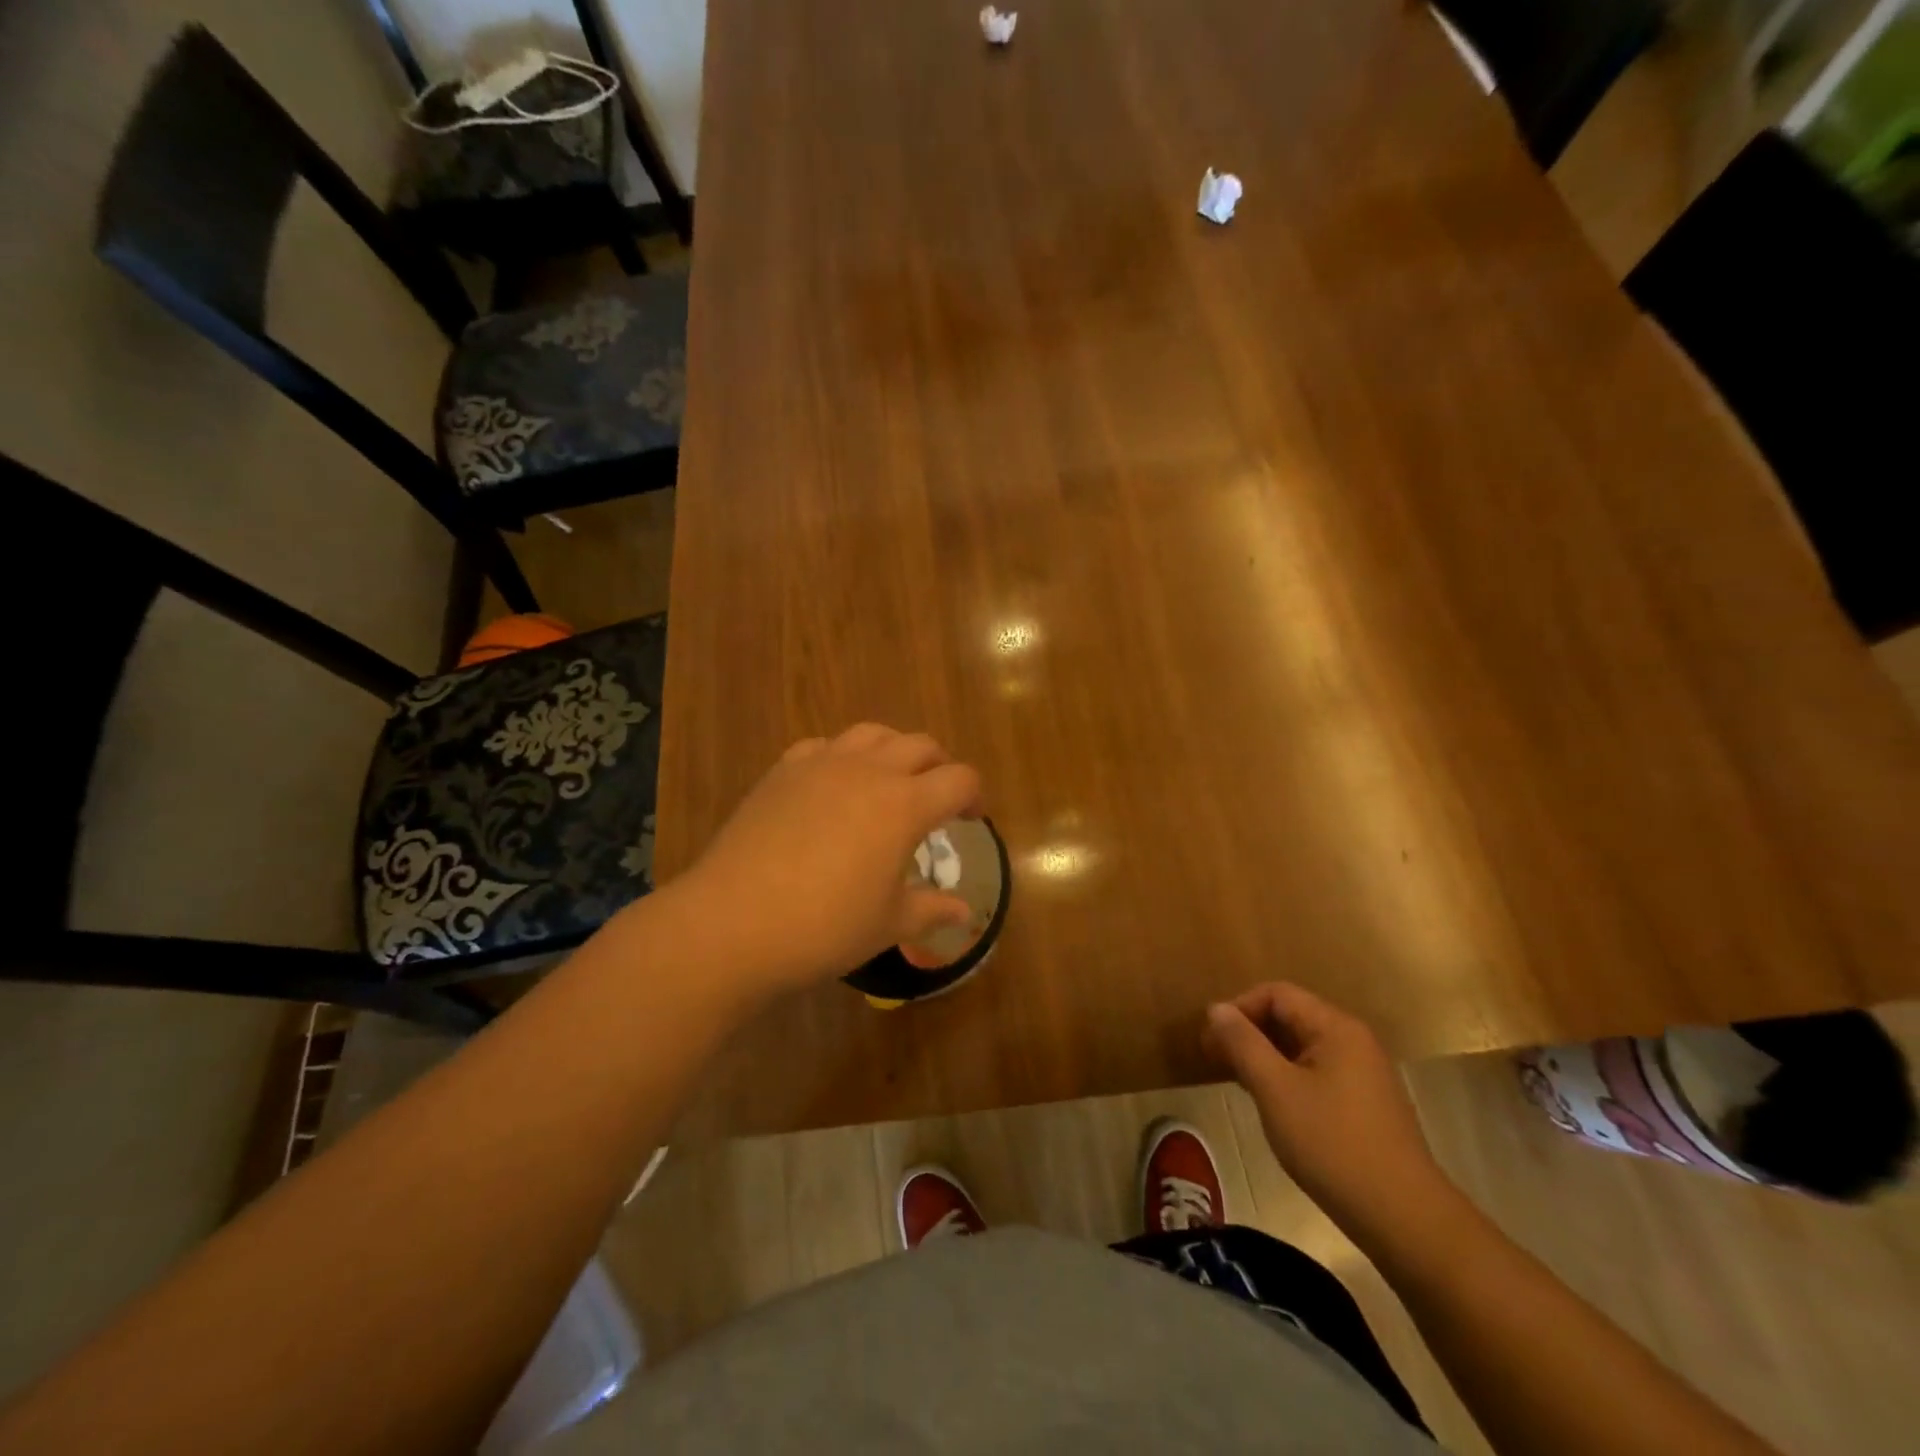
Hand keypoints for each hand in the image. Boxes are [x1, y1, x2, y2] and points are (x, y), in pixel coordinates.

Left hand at [680, 724, 981, 996]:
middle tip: (938, 798)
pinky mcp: (783, 770)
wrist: (732, 922)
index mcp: (905, 804)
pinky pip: (823, 746)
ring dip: (894, 751)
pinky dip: (842, 757)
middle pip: (920, 745)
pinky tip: (833, 786)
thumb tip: (965, 913)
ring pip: (873, 733)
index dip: (974, 796)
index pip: (959, 779)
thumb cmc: (824, 927)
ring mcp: (821, 764)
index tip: (971, 819)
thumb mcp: (888, 924)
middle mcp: (869, 770)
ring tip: (890, 781)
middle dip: (939, 766)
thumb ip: (931, 910)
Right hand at [1205, 983, 1453, 1251]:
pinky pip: (1315, 1071)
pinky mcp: (1364, 1103)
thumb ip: (1243, 1044)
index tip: (1210, 1040)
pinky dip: (1285, 1076)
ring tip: (1235, 1080)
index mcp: (1336, 1028)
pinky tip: (1269, 1103)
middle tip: (1214, 1059)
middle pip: (1289, 1016)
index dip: (1238, 1008)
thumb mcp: (1276, 1091)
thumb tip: (1216, 1008)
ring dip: (1264, 1055)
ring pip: (1300, 1046)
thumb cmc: (1333, 1146)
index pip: (1276, 994)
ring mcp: (1363, 1073)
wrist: (1405, 1219)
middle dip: (1248, 1032)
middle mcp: (1353, 1040)